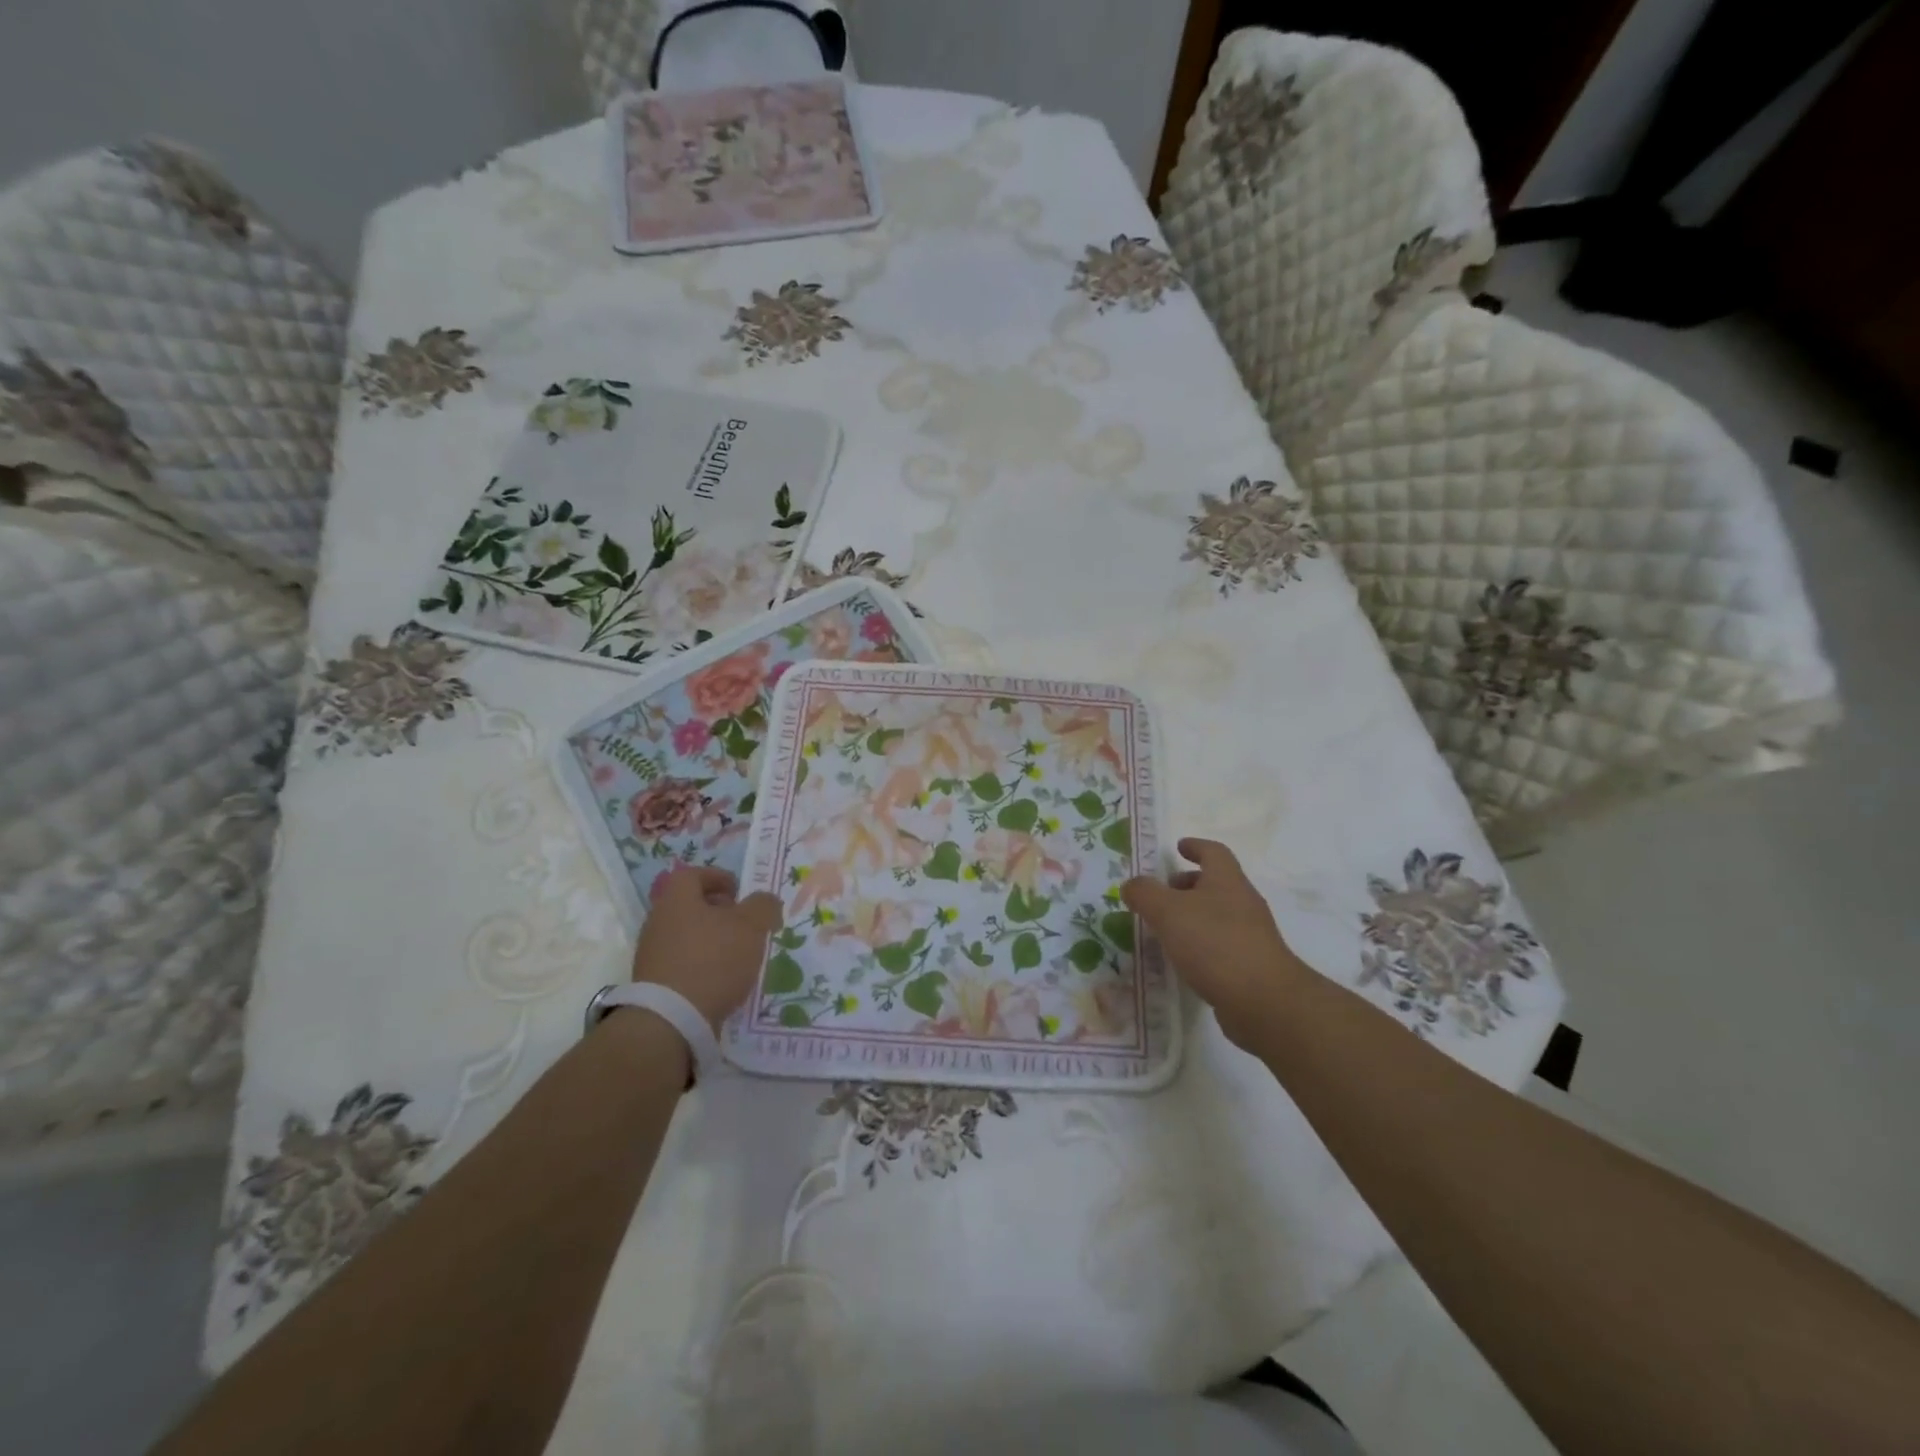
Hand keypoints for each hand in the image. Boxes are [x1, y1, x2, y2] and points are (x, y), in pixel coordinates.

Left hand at [631, 867, 783, 1031]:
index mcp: (677, 899)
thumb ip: (763, 906)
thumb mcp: (751, 926)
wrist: (671, 1019)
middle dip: (718, 911)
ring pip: (686, 934)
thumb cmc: (713, 959)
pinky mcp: (653, 983)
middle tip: (743, 923)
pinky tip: (721, 980)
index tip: (739, 891)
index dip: (718, 877)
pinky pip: (681, 962)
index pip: (693, 874)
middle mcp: (658, 921)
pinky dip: (702, 964)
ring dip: (711, 939)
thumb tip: (766, 902)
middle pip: (689, 905)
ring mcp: (652, 953)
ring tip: (737, 955)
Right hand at [1122, 838, 1308, 1046]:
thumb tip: (1132, 884)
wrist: (1264, 1001)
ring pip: (1218, 914)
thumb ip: (1145, 893)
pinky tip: (1184, 959)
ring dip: (1193, 915)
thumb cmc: (1214, 944)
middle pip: (1216, 884)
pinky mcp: (1252, 965)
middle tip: (1163, 893)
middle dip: (1188, 884)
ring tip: (1166, 929)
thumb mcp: (1168, 912)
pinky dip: (1202, 943)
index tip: (1178, 847)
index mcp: (1227, 881)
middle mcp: (1243, 902)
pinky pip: (1222, 943)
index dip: (1195, 846)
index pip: (1214, 852)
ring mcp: (1251, 935)